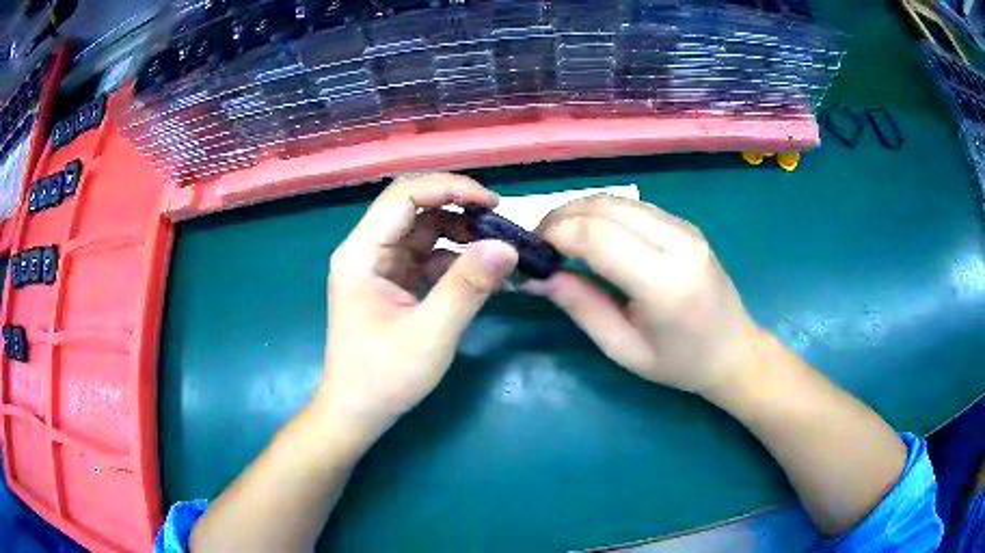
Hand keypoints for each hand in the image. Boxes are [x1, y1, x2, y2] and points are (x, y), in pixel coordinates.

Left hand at [316, 173, 517, 434]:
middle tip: (499, 222)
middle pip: (414, 207)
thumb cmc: (384, 377)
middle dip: (458, 208)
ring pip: (423, 231)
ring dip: (460, 235)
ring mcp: (380, 266)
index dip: (449, 188)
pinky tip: (481, 276)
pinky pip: (426, 256)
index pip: (404, 196)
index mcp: (363, 253)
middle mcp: (368, 251)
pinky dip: (454, 260)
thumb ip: (467, 287)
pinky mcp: (392, 282)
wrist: (358, 411)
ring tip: (496, 251)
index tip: (492, 202)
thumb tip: (506, 247)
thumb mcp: (431, 334)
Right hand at [529, 194, 762, 395]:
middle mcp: (678, 243)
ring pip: (617, 199)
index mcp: (665, 283)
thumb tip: (536, 276)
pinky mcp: (685, 224)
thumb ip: (581, 307)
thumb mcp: (623, 349)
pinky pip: (633, 207)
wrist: (734, 351)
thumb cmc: (679, 363)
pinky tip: (592, 236)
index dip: (557, 235)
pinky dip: (603, 214)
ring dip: (580, 211)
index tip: (533, 251)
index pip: (598, 237)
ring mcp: (685, 228)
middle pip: (605, 207)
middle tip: (540, 243)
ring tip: (560, 238)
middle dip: (562, 217)